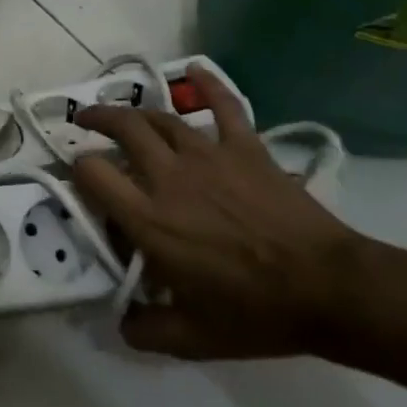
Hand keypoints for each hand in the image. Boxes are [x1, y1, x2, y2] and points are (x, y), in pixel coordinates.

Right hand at [73, 65, 365, 359]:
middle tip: (86, 122)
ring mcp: (209, 156)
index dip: (77, 169)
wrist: (329, 289)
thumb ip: (146, 330)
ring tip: (124, 111)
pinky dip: (208, 84)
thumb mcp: (193, 338)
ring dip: (136, 110)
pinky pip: (224, 106)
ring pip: (161, 118)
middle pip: (123, 130)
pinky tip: (194, 68)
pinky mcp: (245, 147)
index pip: (93, 175)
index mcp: (149, 219)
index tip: (77, 175)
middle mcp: (169, 177)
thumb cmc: (256, 313)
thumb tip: (120, 322)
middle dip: (97, 120)